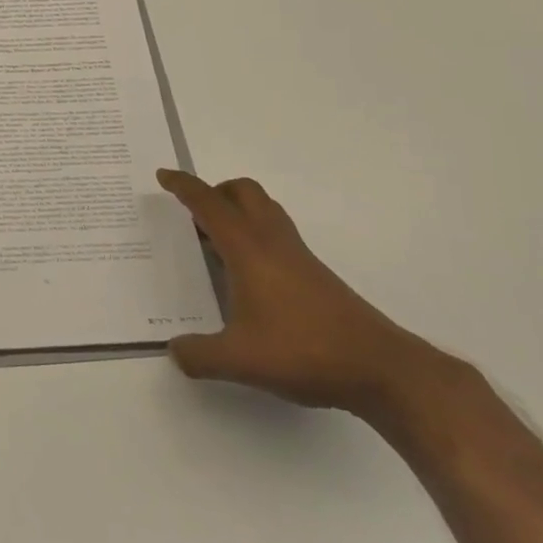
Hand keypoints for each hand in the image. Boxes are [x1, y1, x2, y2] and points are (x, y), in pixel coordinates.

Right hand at [157, 168, 441, 415]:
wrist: (378, 367)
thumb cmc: (303, 351)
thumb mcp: (239, 360)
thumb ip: (199, 355)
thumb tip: (174, 350)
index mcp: (248, 249)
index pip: (209, 204)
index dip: (184, 186)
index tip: (164, 175)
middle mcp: (272, 242)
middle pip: (243, 192)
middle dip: (214, 192)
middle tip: (192, 215)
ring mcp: (297, 256)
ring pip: (264, 210)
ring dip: (236, 211)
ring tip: (214, 241)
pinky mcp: (314, 274)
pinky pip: (275, 234)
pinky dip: (253, 236)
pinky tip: (246, 274)